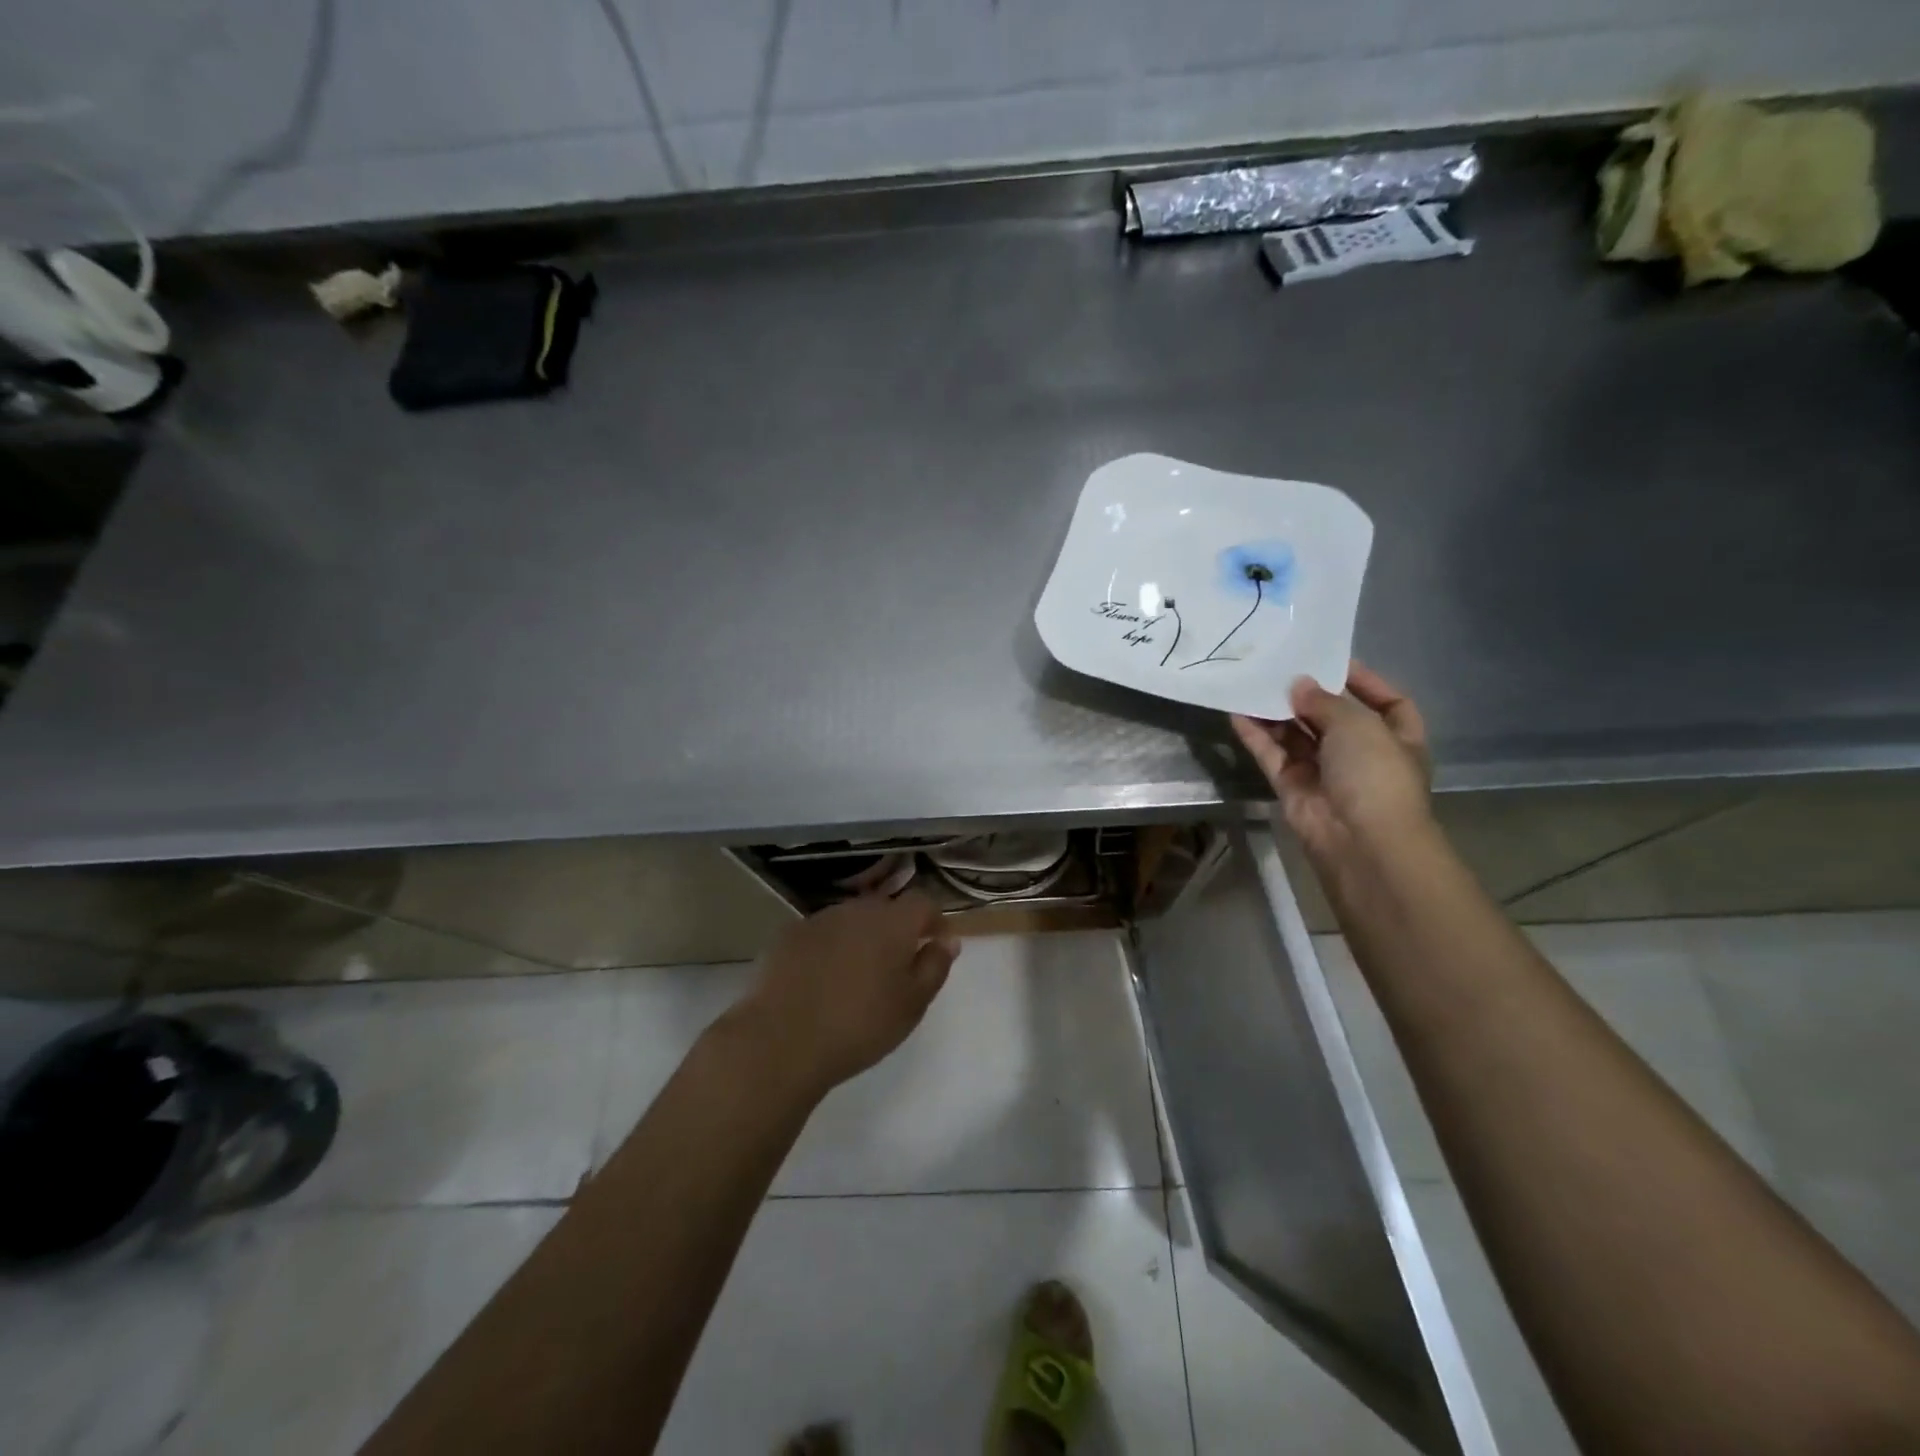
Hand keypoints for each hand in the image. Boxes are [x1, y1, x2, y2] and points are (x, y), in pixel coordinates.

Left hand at [727, 892, 959, 1099]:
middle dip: (896, 930)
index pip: (923, 902)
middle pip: (885, 909)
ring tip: (857, 977)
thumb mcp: (912, 1004)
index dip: (934, 920)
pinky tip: (821, 980)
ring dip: (861, 938)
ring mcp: (818, 919)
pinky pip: (821, 934)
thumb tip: (947, 940)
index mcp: (892, 921)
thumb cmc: (859, 1025)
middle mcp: (856, 909)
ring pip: (851, 920)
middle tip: (896, 967)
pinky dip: (829, 949)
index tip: (936, 945)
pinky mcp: (788, 936)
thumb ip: (935, 966)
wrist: (781, 1040)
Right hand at [1230, 661, 1433, 867]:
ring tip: (1252, 683)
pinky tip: (1237, 712)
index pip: (1388, 702)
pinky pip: (1272, 755)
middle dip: (1309, 695)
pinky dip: (1256, 736)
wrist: (1360, 841)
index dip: (1366, 682)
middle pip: (1333, 717)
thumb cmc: (1375, 775)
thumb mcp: (1358, 725)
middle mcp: (1362, 755)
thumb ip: (1325, 701)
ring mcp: (1325, 773)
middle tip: (1280, 668)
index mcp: (1397, 738)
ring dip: (1277, 712)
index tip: (1333, 662)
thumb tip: (1298, 684)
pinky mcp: (1293, 788)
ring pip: (1297, 736)